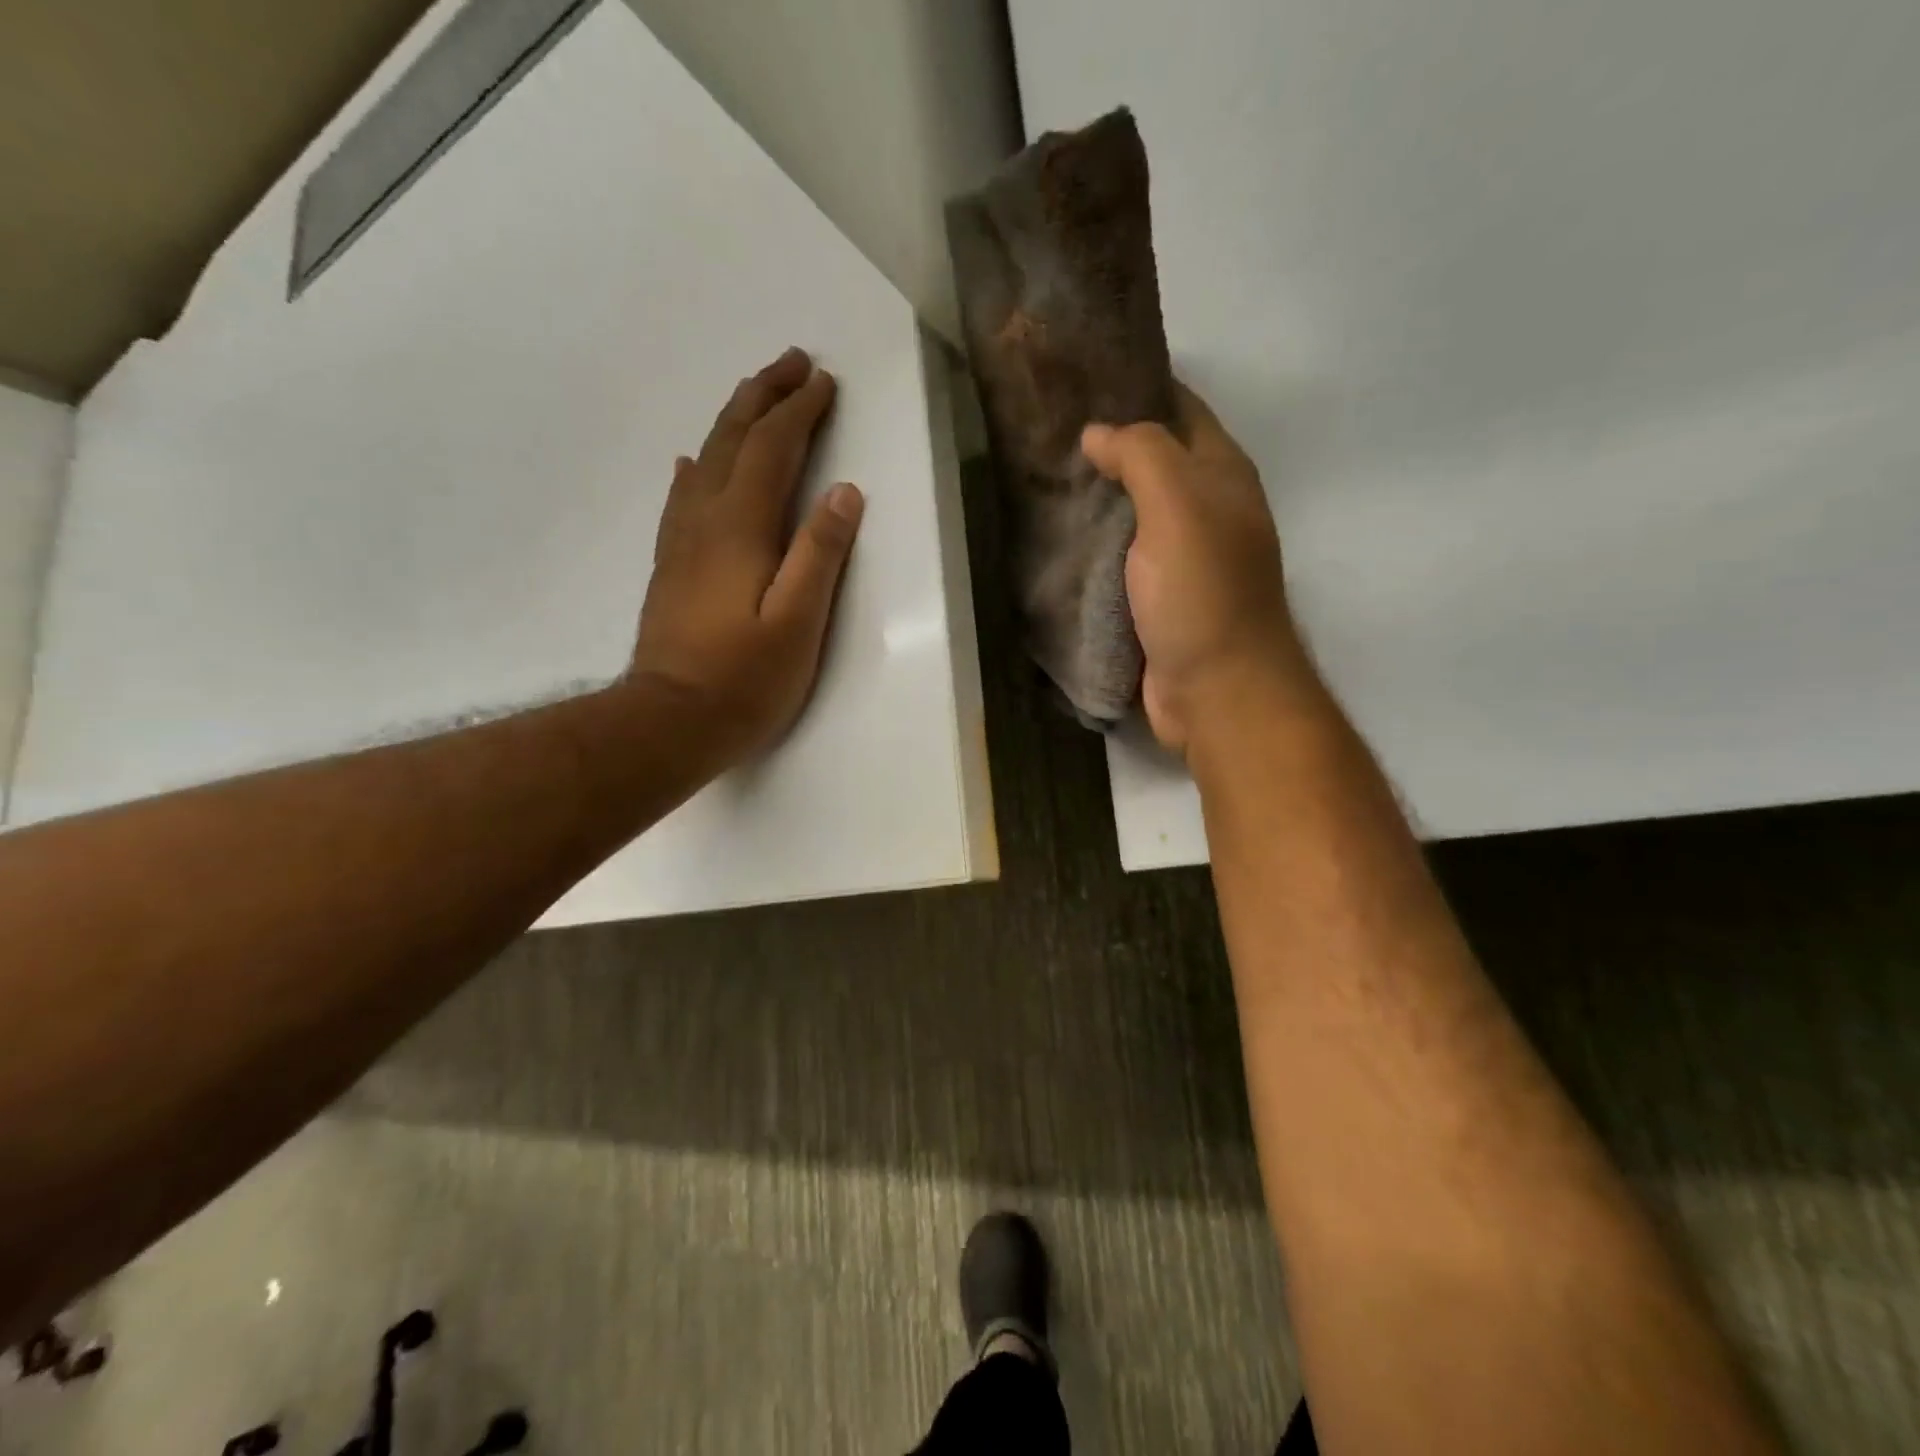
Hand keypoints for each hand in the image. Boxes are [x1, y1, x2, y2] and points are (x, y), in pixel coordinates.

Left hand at [626, 347, 864, 773]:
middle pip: (733, 440)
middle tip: (791, 362)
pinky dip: (697, 467)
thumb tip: (844, 491)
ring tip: (755, 397)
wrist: (670, 721)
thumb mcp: (798, 622)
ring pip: (706, 460)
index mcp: (741, 528)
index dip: (799, 412)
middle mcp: (705, 520)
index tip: (824, 381)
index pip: (772, 451)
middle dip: (763, 396)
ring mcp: (681, 542)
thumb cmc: (744, 679)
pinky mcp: (672, 566)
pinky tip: (694, 462)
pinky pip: (683, 496)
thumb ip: (820, 553)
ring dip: (733, 421)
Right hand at [1081, 386, 1309, 755]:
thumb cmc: (1202, 591)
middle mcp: (1206, 510)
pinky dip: (1092, 545)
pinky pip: (1119, 558)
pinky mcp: (1155, 599)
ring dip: (1096, 497)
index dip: (1139, 385)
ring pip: (1133, 512)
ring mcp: (1181, 558)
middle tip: (1045, 429)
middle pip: (1154, 461)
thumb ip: (1142, 455)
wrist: (1215, 690)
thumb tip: (1097, 432)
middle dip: (1108, 444)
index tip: (1082, 376)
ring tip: (1038, 477)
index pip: (1181, 409)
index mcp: (1222, 475)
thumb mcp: (1178, 505)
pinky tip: (1055, 537)